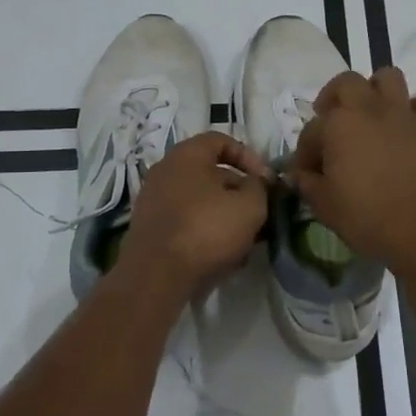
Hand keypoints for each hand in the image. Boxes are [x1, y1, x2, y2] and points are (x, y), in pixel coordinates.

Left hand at [120, 131, 271, 293]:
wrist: (156, 274)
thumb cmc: (207, 229)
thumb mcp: (249, 206)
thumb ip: (259, 187)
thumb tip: (256, 182)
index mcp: (187, 155)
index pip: (221, 140)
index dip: (248, 156)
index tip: (265, 180)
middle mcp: (165, 170)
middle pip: (210, 172)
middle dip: (238, 191)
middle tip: (258, 212)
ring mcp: (153, 200)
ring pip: (199, 199)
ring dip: (224, 214)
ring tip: (245, 239)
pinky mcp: (149, 228)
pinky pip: (185, 220)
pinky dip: (205, 230)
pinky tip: (223, 255)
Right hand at [292, 67, 415, 272]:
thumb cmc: (366, 218)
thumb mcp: (324, 205)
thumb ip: (307, 183)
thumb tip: (299, 174)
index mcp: (339, 124)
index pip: (312, 129)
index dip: (304, 151)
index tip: (306, 172)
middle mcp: (370, 109)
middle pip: (347, 83)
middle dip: (334, 97)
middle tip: (331, 121)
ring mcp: (404, 115)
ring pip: (388, 77)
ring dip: (375, 90)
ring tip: (369, 114)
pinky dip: (410, 112)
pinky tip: (403, 130)